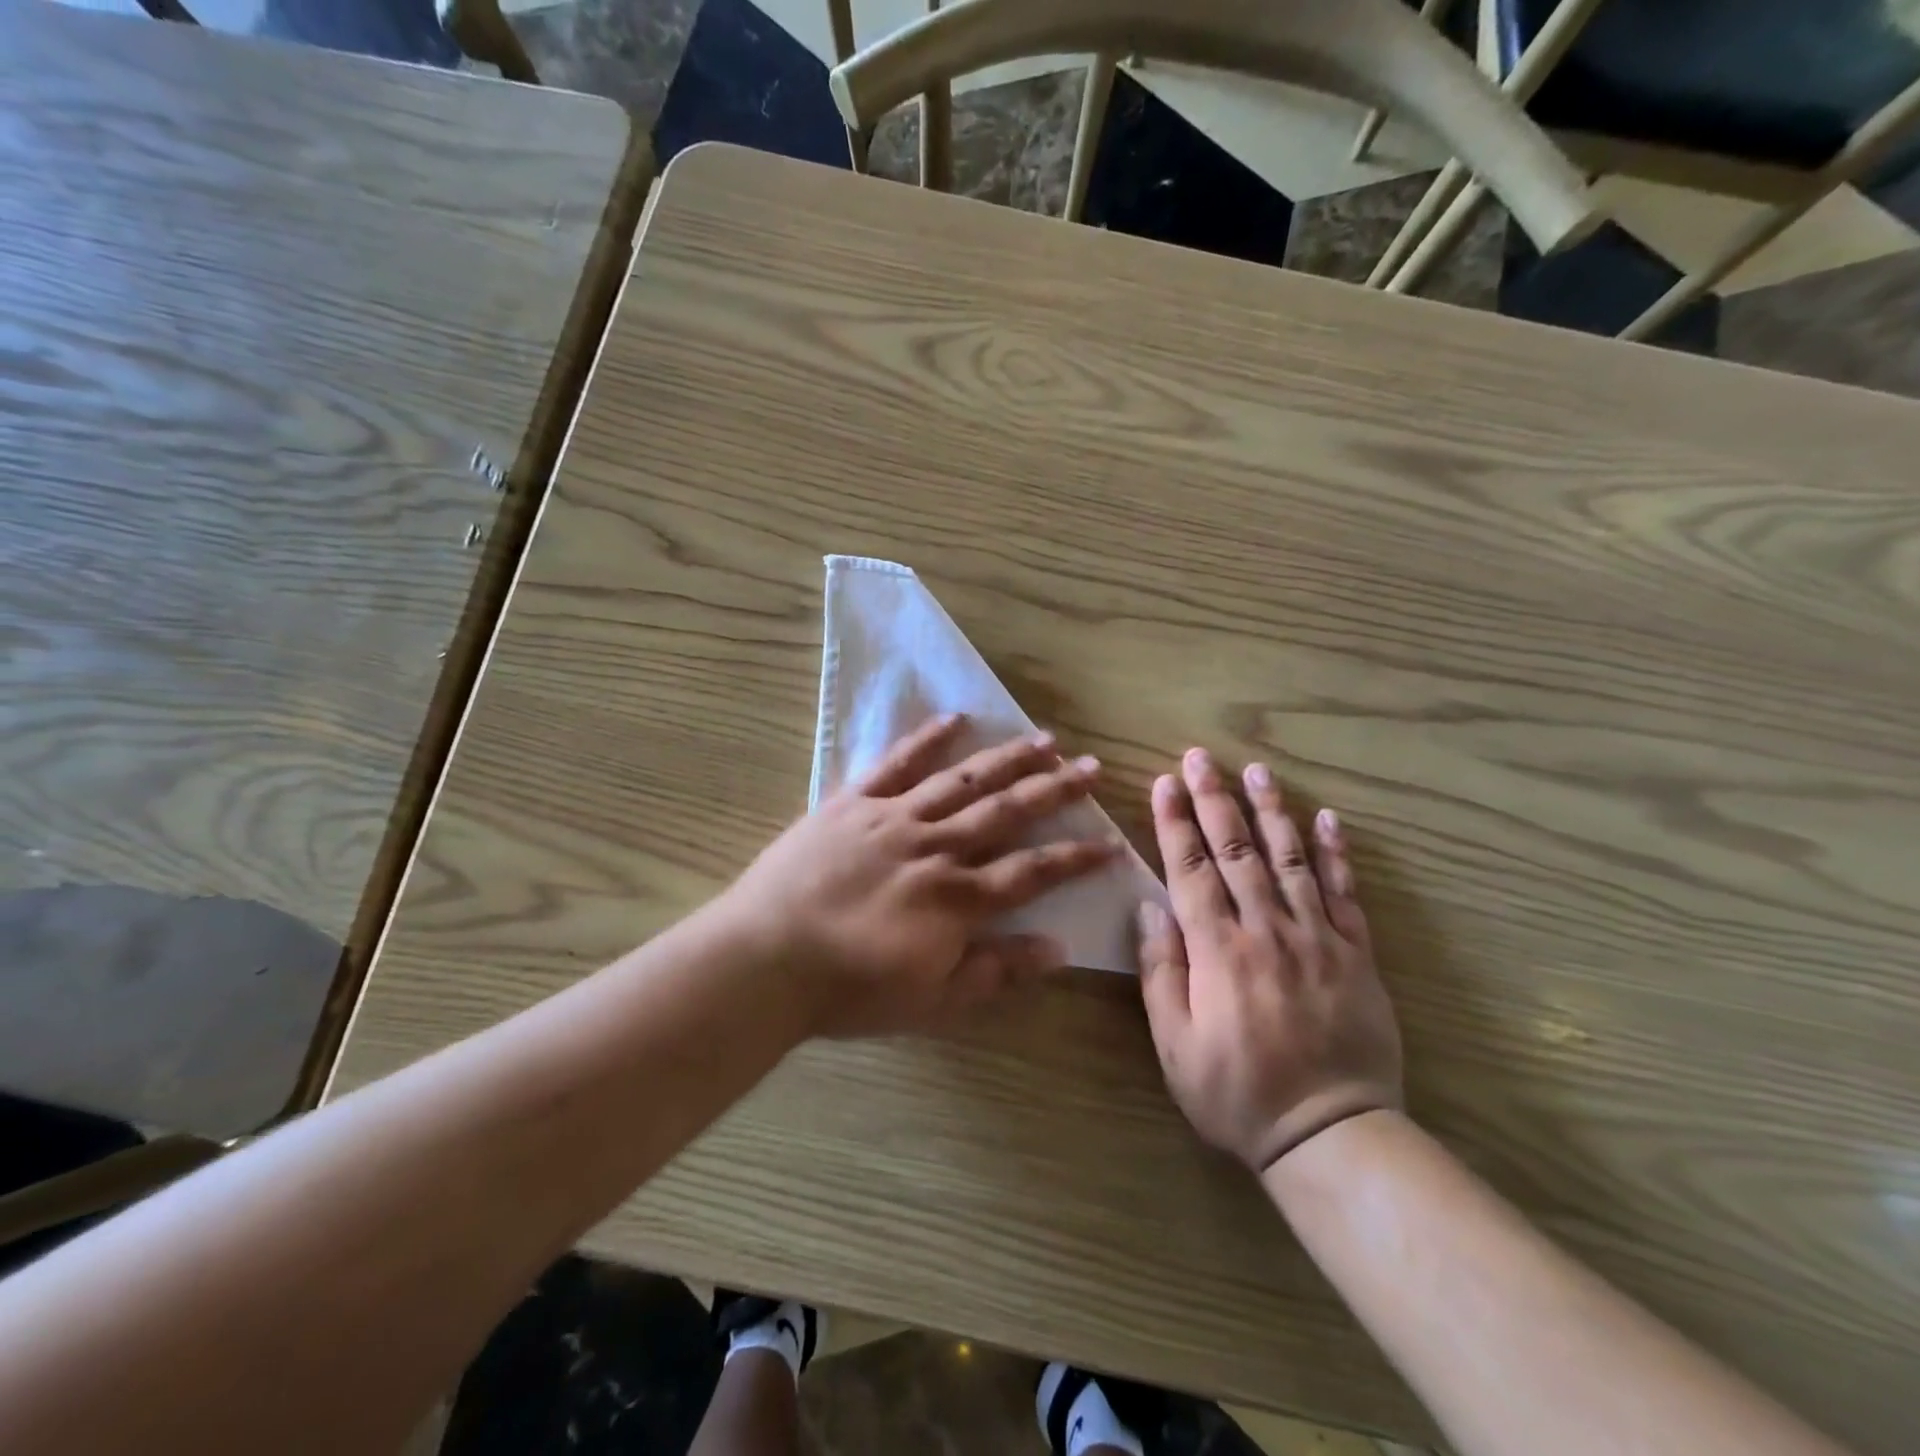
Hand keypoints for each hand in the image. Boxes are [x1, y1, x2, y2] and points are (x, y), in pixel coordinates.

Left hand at [720, 713, 1116, 1037]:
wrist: (766, 960)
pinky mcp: (853, 803)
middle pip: (1006, 812)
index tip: (1110, 840)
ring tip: (1043, 739)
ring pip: (963, 781)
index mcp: (958, 899)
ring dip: (1006, 759)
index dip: (1076, 857)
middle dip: (1054, 791)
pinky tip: (955, 719)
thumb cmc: (850, 989)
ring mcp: (894, 818)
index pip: (1033, 872)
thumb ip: (996, 971)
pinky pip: (896, 763)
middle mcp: (936, 848)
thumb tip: (1059, 948)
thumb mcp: (932, 999)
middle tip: (1090, 768)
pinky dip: (926, 739)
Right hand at [1136, 748, 1401, 1171]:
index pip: (1191, 870)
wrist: (1332, 1133)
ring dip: (1271, 811)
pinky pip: (1344, 893)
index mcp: (1218, 951)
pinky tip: (1327, 818)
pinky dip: (1335, 853)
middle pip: (1237, 851)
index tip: (1165, 783)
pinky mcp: (1355, 953)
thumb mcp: (1175, 1044)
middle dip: (1215, 800)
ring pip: (1290, 859)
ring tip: (1256, 771)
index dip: (1175, 823)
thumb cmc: (1237, 1092)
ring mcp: (1317, 938)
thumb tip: (1151, 907)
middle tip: (1201, 757)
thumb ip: (1161, 971)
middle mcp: (1267, 930)